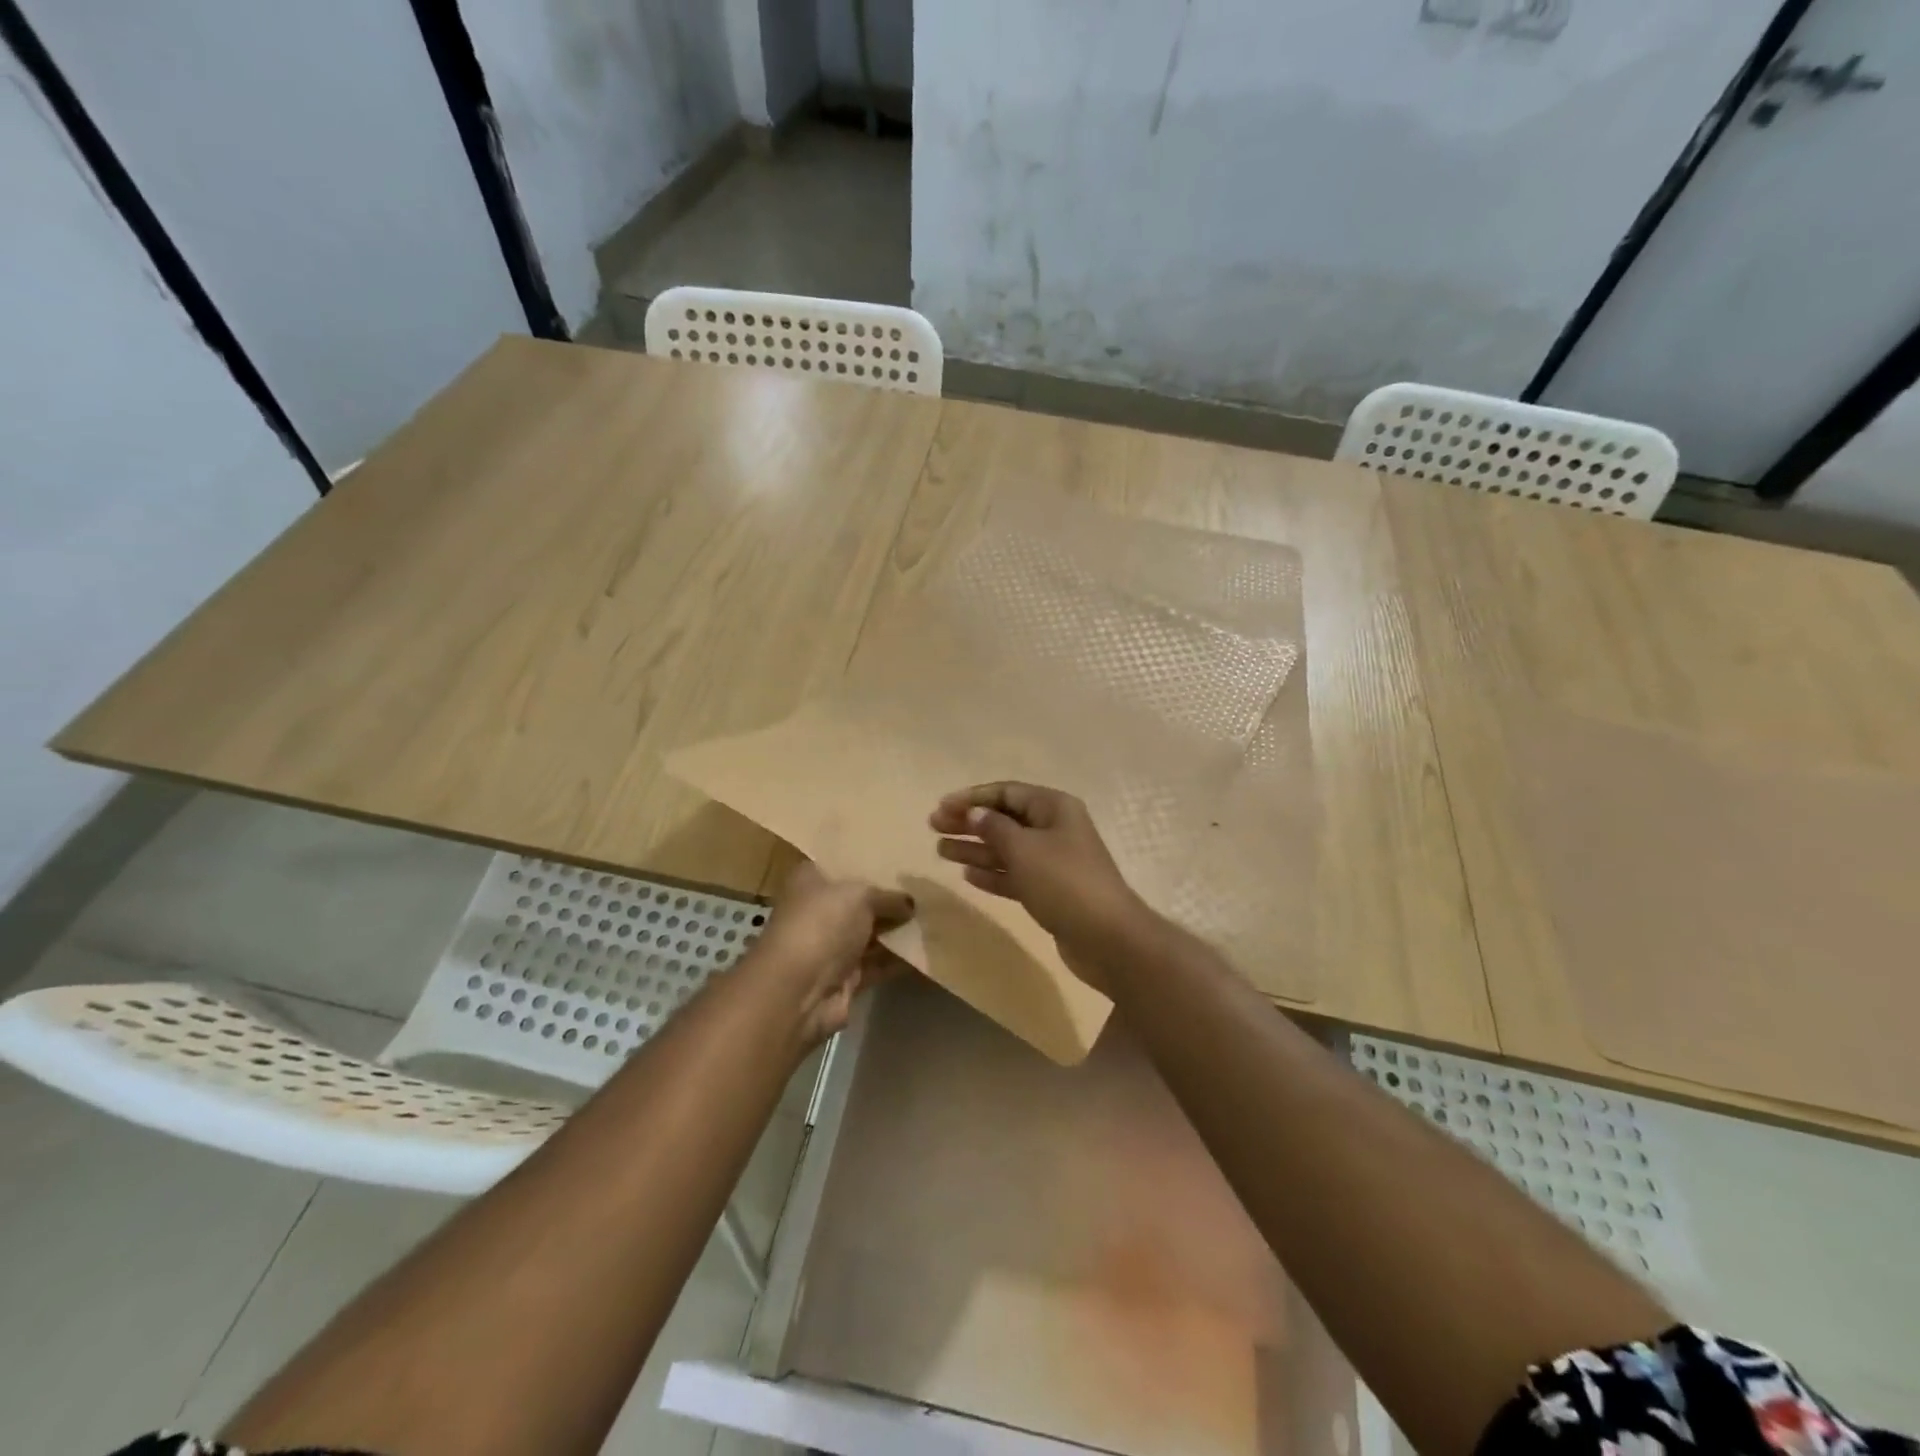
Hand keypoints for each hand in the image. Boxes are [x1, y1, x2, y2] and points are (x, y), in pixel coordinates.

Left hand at [744, 861, 912, 1047]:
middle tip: (929, 888)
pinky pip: (879, 963)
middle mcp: (819, 911)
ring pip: (871, 933)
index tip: (904, 856)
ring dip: (899, 930)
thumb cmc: (822, 925)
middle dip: (891, 898)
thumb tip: (910, 903)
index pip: (842, 864)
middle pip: (860, 901)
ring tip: (937, 916)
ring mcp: (831, 946)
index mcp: (811, 880)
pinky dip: (900, 958)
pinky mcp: (845, 978)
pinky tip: (929, 948)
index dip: (870, 861)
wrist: (797, 993)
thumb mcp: (860, 896)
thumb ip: (888, 896)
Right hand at [929, 782, 1152, 984]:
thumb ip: (995, 828)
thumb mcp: (1024, 849)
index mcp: (1054, 808)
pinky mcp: (1051, 892)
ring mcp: (1054, 862)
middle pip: (1004, 820)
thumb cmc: (1064, 882)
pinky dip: (993, 873)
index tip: (941, 806)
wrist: (1107, 938)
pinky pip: (1015, 875)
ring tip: (940, 851)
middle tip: (933, 827)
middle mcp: (1055, 829)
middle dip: (969, 823)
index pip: (1007, 793)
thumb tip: (975, 813)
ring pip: (1007, 849)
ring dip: (975, 849)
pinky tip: (967, 875)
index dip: (972, 798)